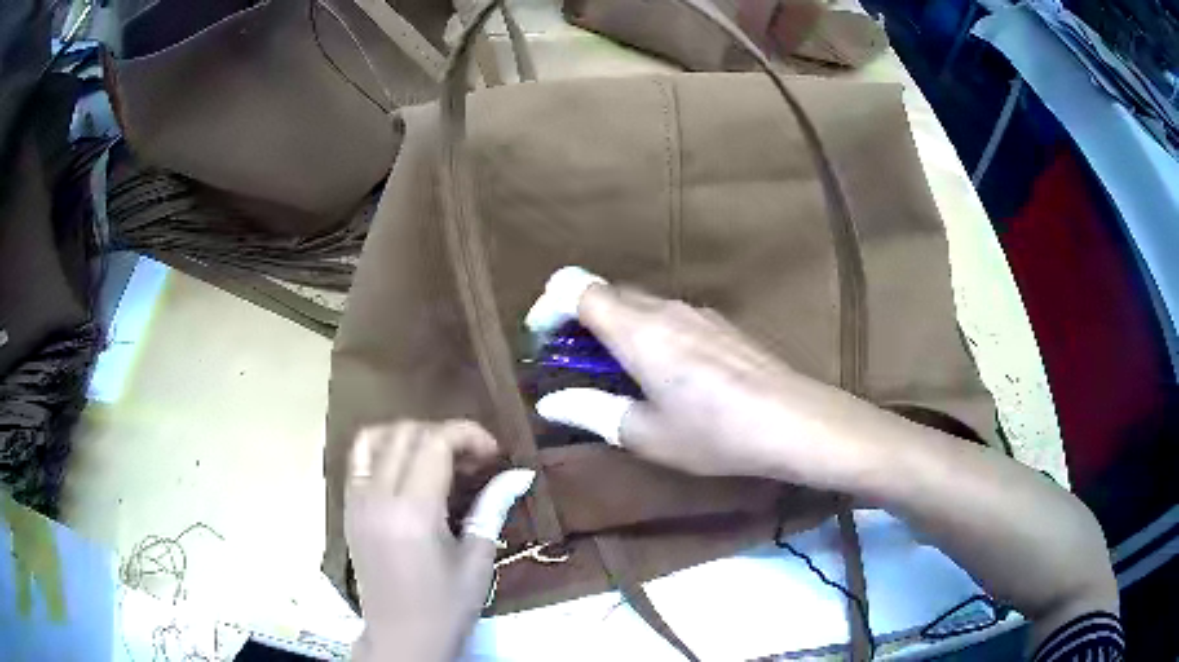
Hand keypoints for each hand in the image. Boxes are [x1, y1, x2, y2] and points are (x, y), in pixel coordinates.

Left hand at [345, 421, 530, 661]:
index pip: (434, 443)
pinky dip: (383, 450)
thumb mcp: (477, 561)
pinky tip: (408, 470)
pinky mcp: (348, 509)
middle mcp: (377, 498)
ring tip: (438, 458)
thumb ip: (492, 508)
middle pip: (406, 434)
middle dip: (444, 434)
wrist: (401, 637)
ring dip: (409, 436)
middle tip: (472, 460)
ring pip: (375, 438)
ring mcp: (356, 502)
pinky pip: (359, 460)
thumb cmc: (446, 607)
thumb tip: (519, 474)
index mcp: (413, 513)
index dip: (468, 435)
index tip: (493, 453)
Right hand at [533, 269, 878, 486]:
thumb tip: (551, 401)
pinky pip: (669, 316)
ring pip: (639, 304)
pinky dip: (647, 333)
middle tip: (574, 366)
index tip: (542, 342)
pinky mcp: (721, 324)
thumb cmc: (714, 433)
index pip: (576, 287)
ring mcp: (698, 312)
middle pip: (606, 292)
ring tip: (617, 374)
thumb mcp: (646, 433)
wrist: (795, 421)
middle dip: (578, 321)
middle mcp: (665, 307)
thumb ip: (592, 411)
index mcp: (638, 329)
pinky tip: (665, 375)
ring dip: (615, 329)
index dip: (549, 306)